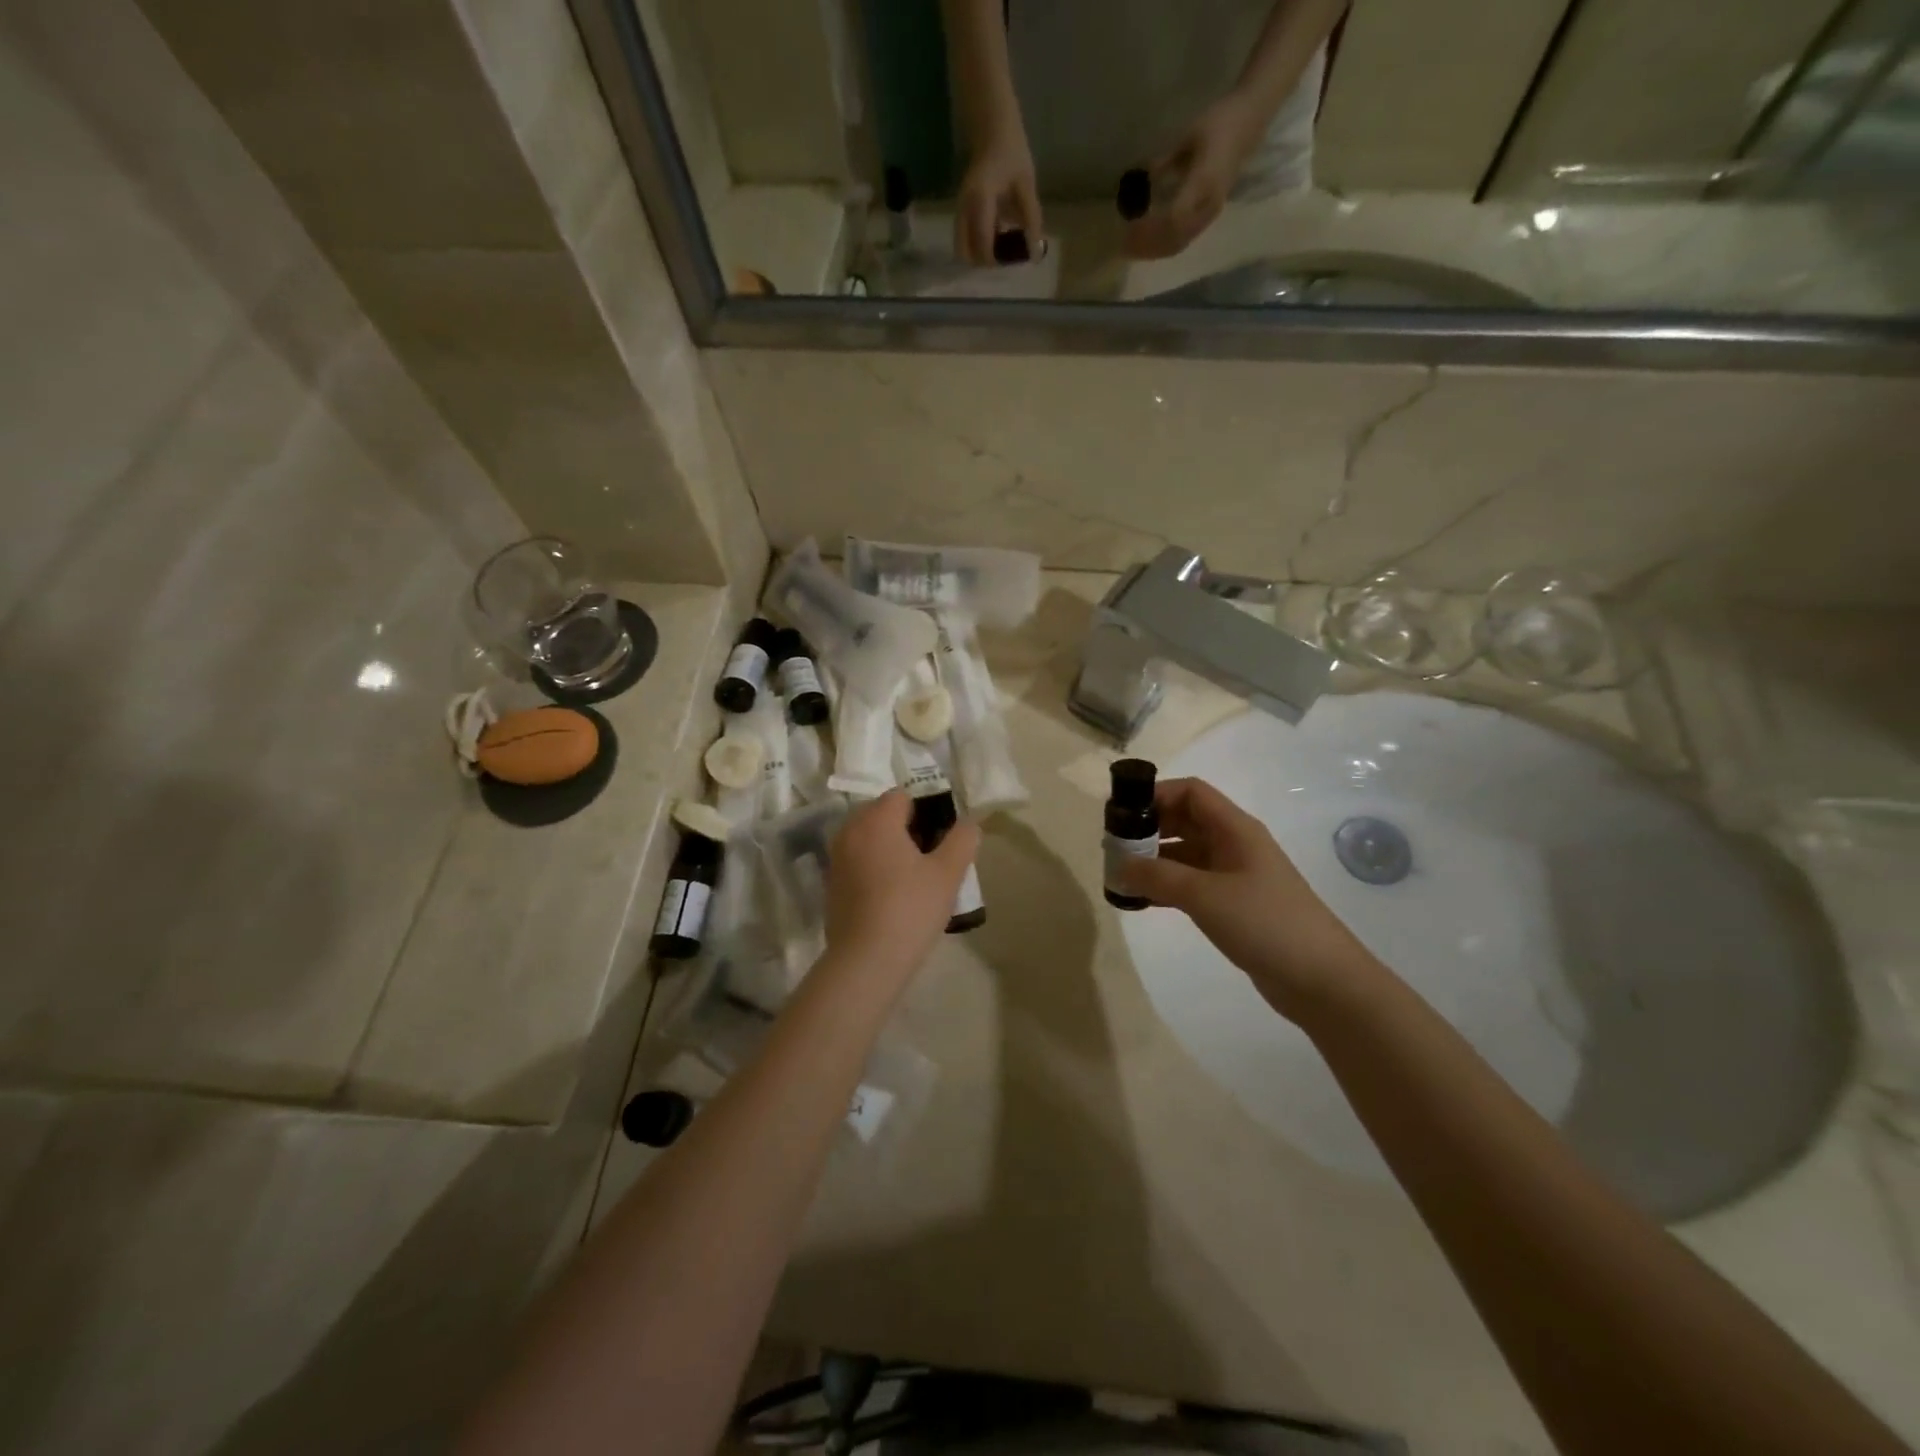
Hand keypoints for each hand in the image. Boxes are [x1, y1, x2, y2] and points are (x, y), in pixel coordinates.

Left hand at [824, 791, 980, 984]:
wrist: (866, 960)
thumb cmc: (910, 909)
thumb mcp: (948, 873)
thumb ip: (962, 840)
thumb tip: (969, 822)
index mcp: (876, 820)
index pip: (902, 796)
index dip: (925, 811)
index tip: (940, 837)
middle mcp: (850, 831)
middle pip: (881, 813)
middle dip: (905, 826)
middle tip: (929, 857)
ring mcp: (836, 857)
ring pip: (867, 837)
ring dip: (888, 846)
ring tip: (912, 876)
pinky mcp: (830, 883)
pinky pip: (856, 860)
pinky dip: (872, 865)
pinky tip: (890, 894)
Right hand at [955, 131, 1042, 266]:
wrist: (992, 128)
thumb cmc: (1011, 151)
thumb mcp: (1026, 184)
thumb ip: (1031, 219)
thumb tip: (1035, 252)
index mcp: (980, 201)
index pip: (982, 244)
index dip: (996, 259)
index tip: (1013, 259)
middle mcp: (964, 208)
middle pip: (964, 253)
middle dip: (983, 262)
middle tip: (1003, 257)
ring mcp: (960, 209)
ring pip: (963, 247)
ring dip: (980, 254)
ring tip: (1002, 247)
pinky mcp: (962, 210)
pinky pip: (966, 236)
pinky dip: (979, 243)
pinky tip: (998, 234)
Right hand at [1114, 777, 1378, 1019]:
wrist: (1322, 981)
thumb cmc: (1265, 923)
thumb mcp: (1205, 895)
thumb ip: (1158, 877)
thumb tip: (1119, 865)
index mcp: (1236, 829)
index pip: (1191, 792)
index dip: (1156, 794)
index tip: (1121, 813)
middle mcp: (1235, 845)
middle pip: (1186, 821)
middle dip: (1149, 828)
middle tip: (1114, 847)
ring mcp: (1236, 876)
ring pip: (1186, 855)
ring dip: (1154, 860)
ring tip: (1121, 875)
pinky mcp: (1235, 906)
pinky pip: (1192, 884)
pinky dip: (1167, 887)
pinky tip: (1143, 901)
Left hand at [1124, 94, 1262, 260]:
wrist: (1251, 118)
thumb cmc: (1220, 121)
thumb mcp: (1188, 137)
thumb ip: (1164, 162)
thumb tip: (1140, 179)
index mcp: (1204, 183)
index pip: (1172, 220)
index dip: (1149, 229)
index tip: (1128, 227)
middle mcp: (1209, 204)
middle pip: (1174, 238)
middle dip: (1148, 245)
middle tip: (1124, 245)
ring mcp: (1211, 212)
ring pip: (1179, 243)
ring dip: (1155, 250)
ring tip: (1134, 249)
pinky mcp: (1210, 215)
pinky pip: (1185, 239)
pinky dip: (1165, 246)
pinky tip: (1150, 243)